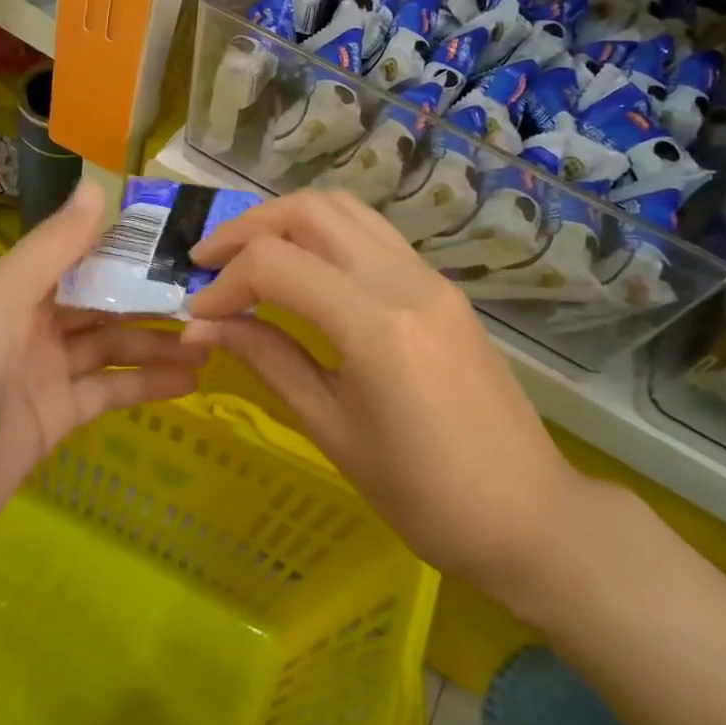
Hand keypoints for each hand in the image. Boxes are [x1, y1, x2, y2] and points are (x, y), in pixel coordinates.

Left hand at [0, 182, 206, 587]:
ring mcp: (44, 375)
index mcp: (15, 289)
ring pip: (112, 349)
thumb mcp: (1, 301)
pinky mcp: (55, 421)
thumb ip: (54, 247)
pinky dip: (146, 386)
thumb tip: (97, 185)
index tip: (181, 238)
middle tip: (213, 294)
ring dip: (158, 343)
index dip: (128, 247)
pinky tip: (190, 380)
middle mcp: (31, 325)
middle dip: (152, 298)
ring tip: (214, 339)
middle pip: (102, 304)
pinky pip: (108, 394)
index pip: (81, 256)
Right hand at [182, 189, 584, 615]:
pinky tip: (303, 270)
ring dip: (287, 221)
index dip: (224, 282)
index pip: (276, 264)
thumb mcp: (331, 429)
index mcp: (375, 323)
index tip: (197, 313)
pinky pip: (372, 234)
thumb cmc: (423, 495)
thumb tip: (202, 326)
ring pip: (345, 209)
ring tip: (248, 255)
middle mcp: (404, 279)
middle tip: (208, 260)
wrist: (528, 515)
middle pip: (310, 210)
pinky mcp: (441, 287)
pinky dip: (324, 234)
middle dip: (248, 228)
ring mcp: (429, 277)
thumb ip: (267, 359)